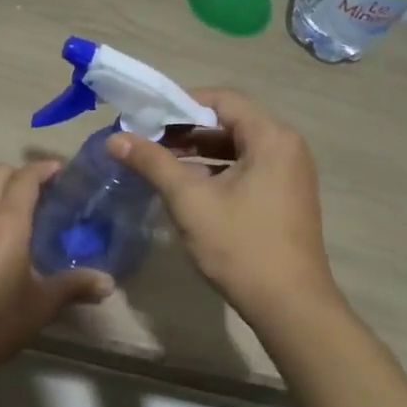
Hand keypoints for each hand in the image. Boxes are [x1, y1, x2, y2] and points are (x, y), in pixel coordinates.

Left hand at [0, 160, 112, 373]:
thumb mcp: (41, 305)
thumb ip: (74, 287)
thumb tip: (108, 283)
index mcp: (7, 223)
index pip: (24, 178)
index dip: (43, 169)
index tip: (62, 171)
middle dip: (21, 174)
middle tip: (45, 192)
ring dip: (3, 196)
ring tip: (27, 221)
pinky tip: (2, 246)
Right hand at [108, 89, 342, 323]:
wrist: (290, 306)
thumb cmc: (241, 246)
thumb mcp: (190, 200)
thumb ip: (153, 163)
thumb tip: (115, 138)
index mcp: (272, 137)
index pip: (222, 99)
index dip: (180, 102)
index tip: (146, 116)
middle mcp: (287, 146)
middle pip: (230, 120)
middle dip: (186, 128)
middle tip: (147, 139)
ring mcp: (290, 172)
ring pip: (238, 146)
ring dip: (199, 150)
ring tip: (160, 161)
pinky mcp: (286, 195)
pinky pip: (248, 167)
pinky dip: (217, 169)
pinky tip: (187, 185)